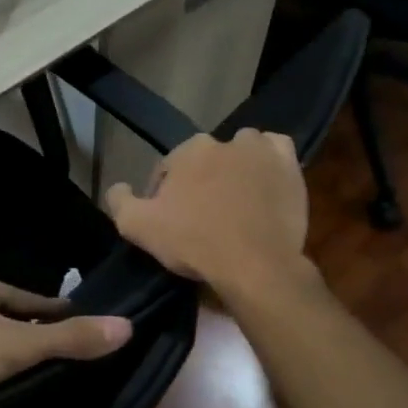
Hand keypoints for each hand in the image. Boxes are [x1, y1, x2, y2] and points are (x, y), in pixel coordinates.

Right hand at [105, 132, 311, 293]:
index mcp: (187, 150)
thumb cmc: (193, 242)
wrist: (254, 265)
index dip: (165, 194)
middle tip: (202, 215)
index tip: (170, 220)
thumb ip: (119, 201)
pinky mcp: (289, 167)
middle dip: (200, 180)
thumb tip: (118, 187)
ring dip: (235, 167)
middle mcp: (224, 141)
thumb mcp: (137, 227)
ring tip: (234, 199)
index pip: (168, 168)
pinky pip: (276, 151)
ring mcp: (261, 151)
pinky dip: (268, 161)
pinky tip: (263, 182)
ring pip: (242, 150)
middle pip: (205, 160)